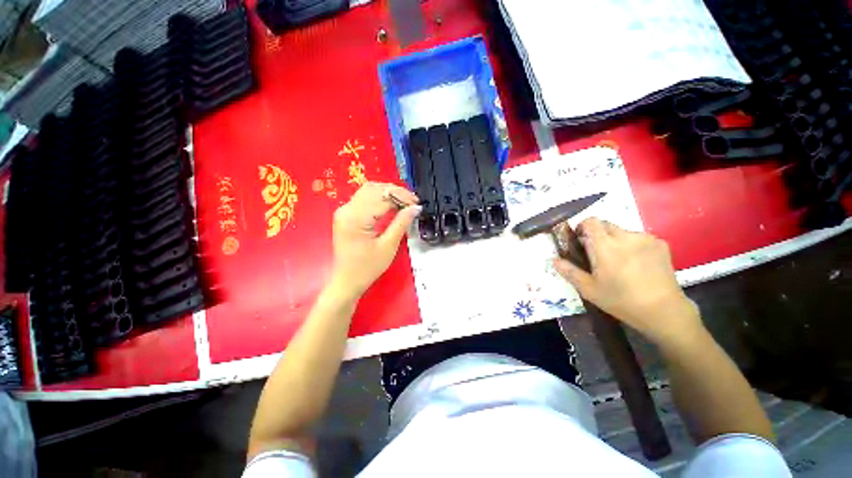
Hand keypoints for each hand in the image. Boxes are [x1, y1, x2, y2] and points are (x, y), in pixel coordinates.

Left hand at [329, 182, 420, 299]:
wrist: (347, 280)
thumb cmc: (367, 267)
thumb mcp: (388, 246)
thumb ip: (401, 223)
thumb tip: (415, 207)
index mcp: (356, 217)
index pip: (382, 197)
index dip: (402, 197)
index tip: (417, 203)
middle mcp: (347, 209)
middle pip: (374, 189)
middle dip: (396, 192)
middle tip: (412, 201)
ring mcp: (344, 210)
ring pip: (368, 190)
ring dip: (387, 193)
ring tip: (404, 202)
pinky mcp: (345, 214)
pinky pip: (364, 198)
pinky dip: (379, 197)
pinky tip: (390, 204)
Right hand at [554, 218, 701, 345]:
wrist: (664, 310)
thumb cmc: (621, 300)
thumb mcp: (589, 289)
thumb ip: (570, 272)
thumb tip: (555, 260)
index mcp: (605, 246)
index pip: (591, 222)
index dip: (582, 227)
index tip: (580, 240)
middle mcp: (626, 236)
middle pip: (605, 225)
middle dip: (597, 235)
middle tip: (597, 254)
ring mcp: (646, 239)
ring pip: (622, 231)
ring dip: (615, 240)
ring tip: (619, 261)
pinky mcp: (661, 244)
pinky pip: (638, 238)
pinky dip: (632, 245)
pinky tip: (636, 263)